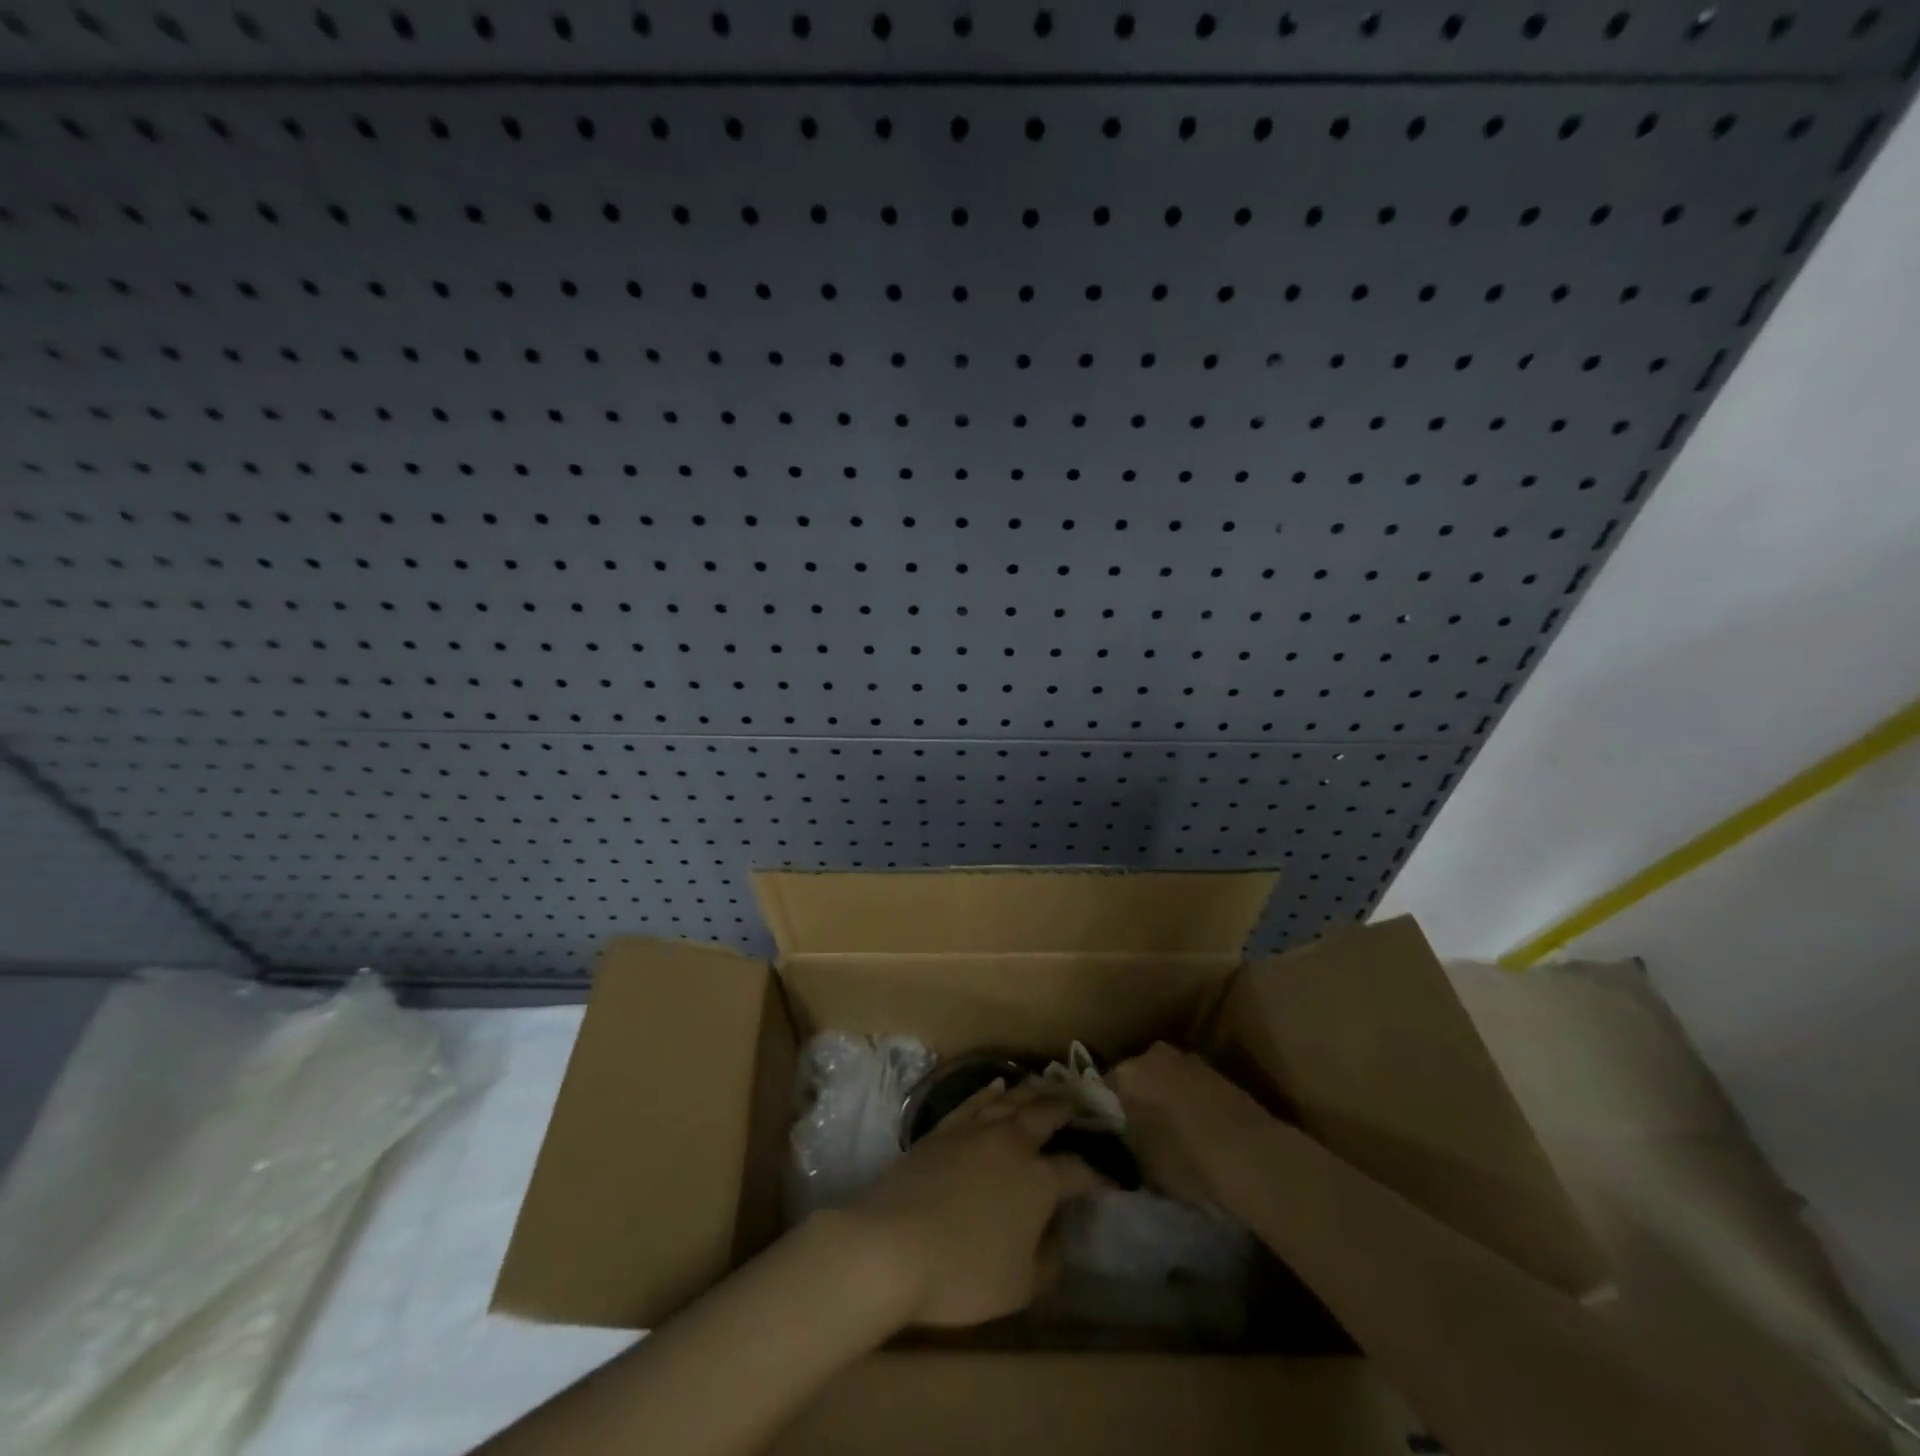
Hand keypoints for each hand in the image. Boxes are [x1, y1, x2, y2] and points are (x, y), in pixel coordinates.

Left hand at [842, 1080, 1103, 1327]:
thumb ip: (1049, 1260)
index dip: (1098, 1175)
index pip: (1077, 1171)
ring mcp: (975, 1130)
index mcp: (1039, 1180)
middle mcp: (1012, 1143)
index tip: (1113, 1177)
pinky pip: (975, 1100)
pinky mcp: (943, 1129)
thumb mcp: (1020, 1286)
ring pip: (1012, 1099)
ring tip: (1048, 1084)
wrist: (892, 1245)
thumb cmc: (963, 1272)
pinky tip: (998, 1087)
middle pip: (1046, 1115)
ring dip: (1034, 1090)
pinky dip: (992, 1091)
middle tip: (1084, 1100)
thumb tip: (1058, 1235)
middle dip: (1069, 1107)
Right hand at [1109, 1043, 1279, 1209]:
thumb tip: (1122, 1141)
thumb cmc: (1186, 1160)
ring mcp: (1191, 1061)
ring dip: (1167, 1099)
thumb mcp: (1143, 1164)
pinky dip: (1192, 1103)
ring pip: (1167, 1079)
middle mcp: (1155, 1055)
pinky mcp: (1220, 1074)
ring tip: (1172, 1133)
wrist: (1254, 1156)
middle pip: (1138, 1077)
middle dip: (1138, 1098)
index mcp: (1128, 1072)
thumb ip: (1126, 1144)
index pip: (1106, 1087)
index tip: (1112, 1132)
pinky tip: (1198, 1131)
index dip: (1108, 1111)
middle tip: (1140, 1131)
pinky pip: (1193, 1087)